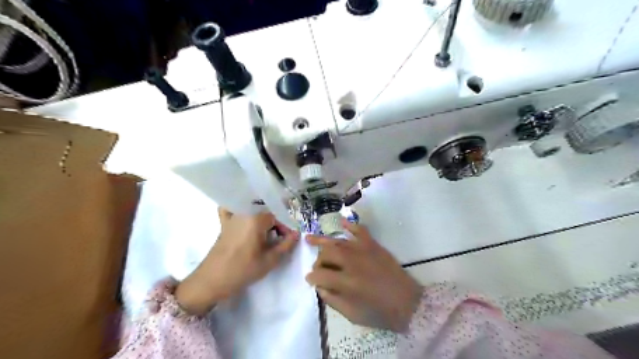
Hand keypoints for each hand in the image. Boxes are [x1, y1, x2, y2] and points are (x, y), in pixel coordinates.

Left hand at [174, 207, 298, 313]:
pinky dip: (238, 210)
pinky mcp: (224, 223)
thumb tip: (296, 234)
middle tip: (279, 238)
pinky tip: (245, 218)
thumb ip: (286, 245)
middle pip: (265, 211)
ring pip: (252, 209)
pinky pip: (231, 209)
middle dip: (275, 223)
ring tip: (266, 232)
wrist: (212, 281)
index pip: (277, 216)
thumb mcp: (269, 260)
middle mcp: (244, 212)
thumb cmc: (243, 270)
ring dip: (261, 218)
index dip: (285, 228)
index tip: (288, 239)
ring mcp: (232, 216)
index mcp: (256, 219)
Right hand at [305, 220, 422, 331]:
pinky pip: (359, 230)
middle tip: (319, 268)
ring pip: (337, 242)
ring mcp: (363, 250)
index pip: (320, 275)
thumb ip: (332, 300)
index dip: (312, 278)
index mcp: (346, 283)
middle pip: (326, 254)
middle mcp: (352, 263)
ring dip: (323, 241)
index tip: (310, 280)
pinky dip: (349, 225)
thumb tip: (320, 287)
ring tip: (309, 238)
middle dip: (318, 261)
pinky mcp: (373, 245)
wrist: (408, 303)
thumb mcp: (352, 315)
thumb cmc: (380, 312)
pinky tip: (340, 222)